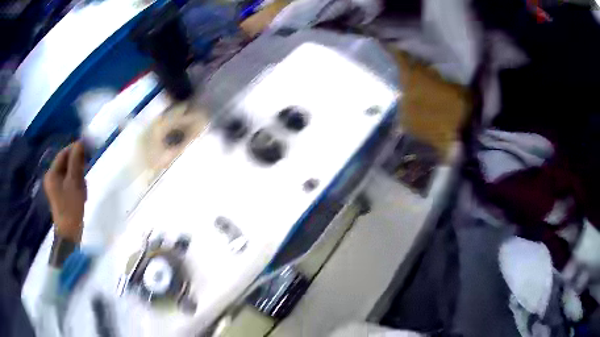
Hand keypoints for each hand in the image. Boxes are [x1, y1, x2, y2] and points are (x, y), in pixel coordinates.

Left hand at [44, 141, 86, 242]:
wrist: (70, 234)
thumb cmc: (70, 208)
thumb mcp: (74, 183)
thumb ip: (76, 161)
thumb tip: (80, 142)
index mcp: (52, 173)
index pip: (63, 154)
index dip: (74, 149)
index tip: (87, 149)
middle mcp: (52, 178)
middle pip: (66, 163)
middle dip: (77, 166)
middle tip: (86, 172)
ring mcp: (56, 187)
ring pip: (69, 173)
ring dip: (78, 177)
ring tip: (83, 188)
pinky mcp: (61, 195)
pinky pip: (69, 182)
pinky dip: (77, 184)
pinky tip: (81, 194)